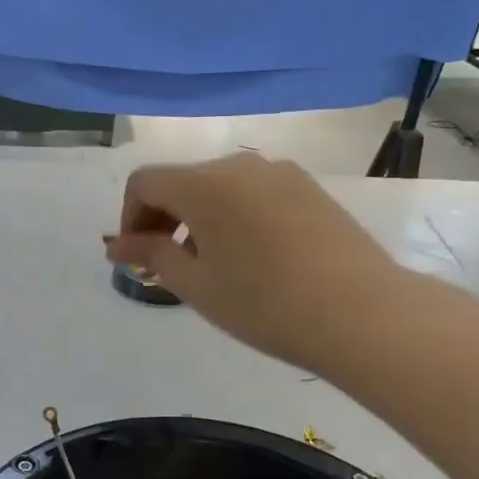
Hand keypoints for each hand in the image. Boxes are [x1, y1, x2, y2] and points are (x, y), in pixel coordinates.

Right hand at [103, 153, 406, 372]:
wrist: (362, 313)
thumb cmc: (264, 304)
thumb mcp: (196, 285)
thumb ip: (151, 255)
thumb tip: (116, 245)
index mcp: (204, 184)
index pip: (144, 182)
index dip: (130, 218)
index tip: (139, 259)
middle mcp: (240, 165)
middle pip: (182, 181)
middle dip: (163, 219)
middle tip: (167, 268)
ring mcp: (280, 173)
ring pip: (219, 187)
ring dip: (199, 218)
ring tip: (212, 266)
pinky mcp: (309, 188)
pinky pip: (254, 192)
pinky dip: (234, 216)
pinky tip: (253, 257)